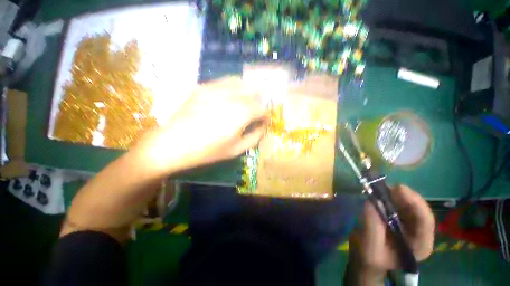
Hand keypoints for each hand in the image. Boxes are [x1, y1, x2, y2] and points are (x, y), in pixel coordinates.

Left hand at [135, 76, 267, 173]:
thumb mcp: (236, 150)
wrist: (172, 144)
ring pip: (240, 82)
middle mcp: (231, 96)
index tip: (263, 122)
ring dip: (247, 92)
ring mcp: (215, 88)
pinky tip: (230, 98)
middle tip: (255, 112)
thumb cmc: (208, 151)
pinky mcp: (203, 87)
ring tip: (245, 103)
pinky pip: (224, 82)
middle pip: (254, 92)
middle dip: (258, 102)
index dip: (265, 116)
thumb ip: (255, 137)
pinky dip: (233, 88)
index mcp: (241, 113)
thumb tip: (263, 126)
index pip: (262, 109)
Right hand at [348, 185, 434, 284]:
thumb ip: (373, 227)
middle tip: (387, 186)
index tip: (399, 189)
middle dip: (404, 196)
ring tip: (381, 188)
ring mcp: (410, 224)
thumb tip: (371, 202)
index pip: (425, 221)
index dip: (416, 203)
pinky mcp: (400, 217)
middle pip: (418, 209)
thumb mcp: (370, 248)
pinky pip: (399, 203)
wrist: (366, 258)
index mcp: (420, 245)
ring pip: (409, 204)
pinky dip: (390, 196)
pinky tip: (381, 193)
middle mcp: (420, 233)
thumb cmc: (371, 258)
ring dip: (396, 195)